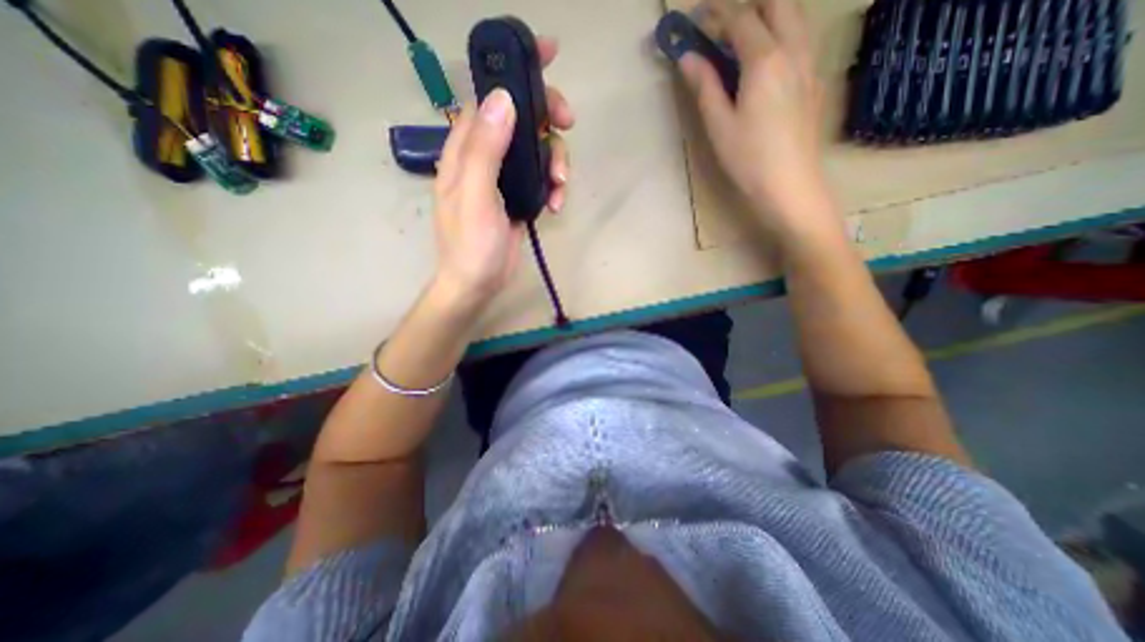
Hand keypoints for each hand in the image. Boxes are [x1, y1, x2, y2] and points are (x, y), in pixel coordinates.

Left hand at [429, 37, 572, 312]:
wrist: (479, 282)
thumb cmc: (470, 243)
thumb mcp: (475, 195)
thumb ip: (486, 149)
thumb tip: (505, 100)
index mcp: (466, 148)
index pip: (488, 96)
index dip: (515, 73)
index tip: (546, 57)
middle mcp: (486, 156)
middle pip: (522, 118)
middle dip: (548, 119)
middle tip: (567, 126)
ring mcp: (506, 177)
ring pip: (539, 149)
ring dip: (557, 161)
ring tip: (561, 185)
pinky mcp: (521, 196)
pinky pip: (544, 177)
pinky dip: (555, 186)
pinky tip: (557, 204)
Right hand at [678, 0, 833, 237]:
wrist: (791, 186)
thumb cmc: (749, 159)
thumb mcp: (719, 125)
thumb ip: (704, 87)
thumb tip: (687, 57)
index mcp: (765, 60)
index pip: (741, 18)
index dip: (716, 12)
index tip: (695, 15)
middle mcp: (794, 50)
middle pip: (777, 3)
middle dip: (747, 4)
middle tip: (719, 23)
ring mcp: (810, 64)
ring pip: (794, 17)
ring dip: (767, 14)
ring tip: (740, 37)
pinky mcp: (815, 81)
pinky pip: (801, 39)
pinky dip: (781, 33)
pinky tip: (765, 60)